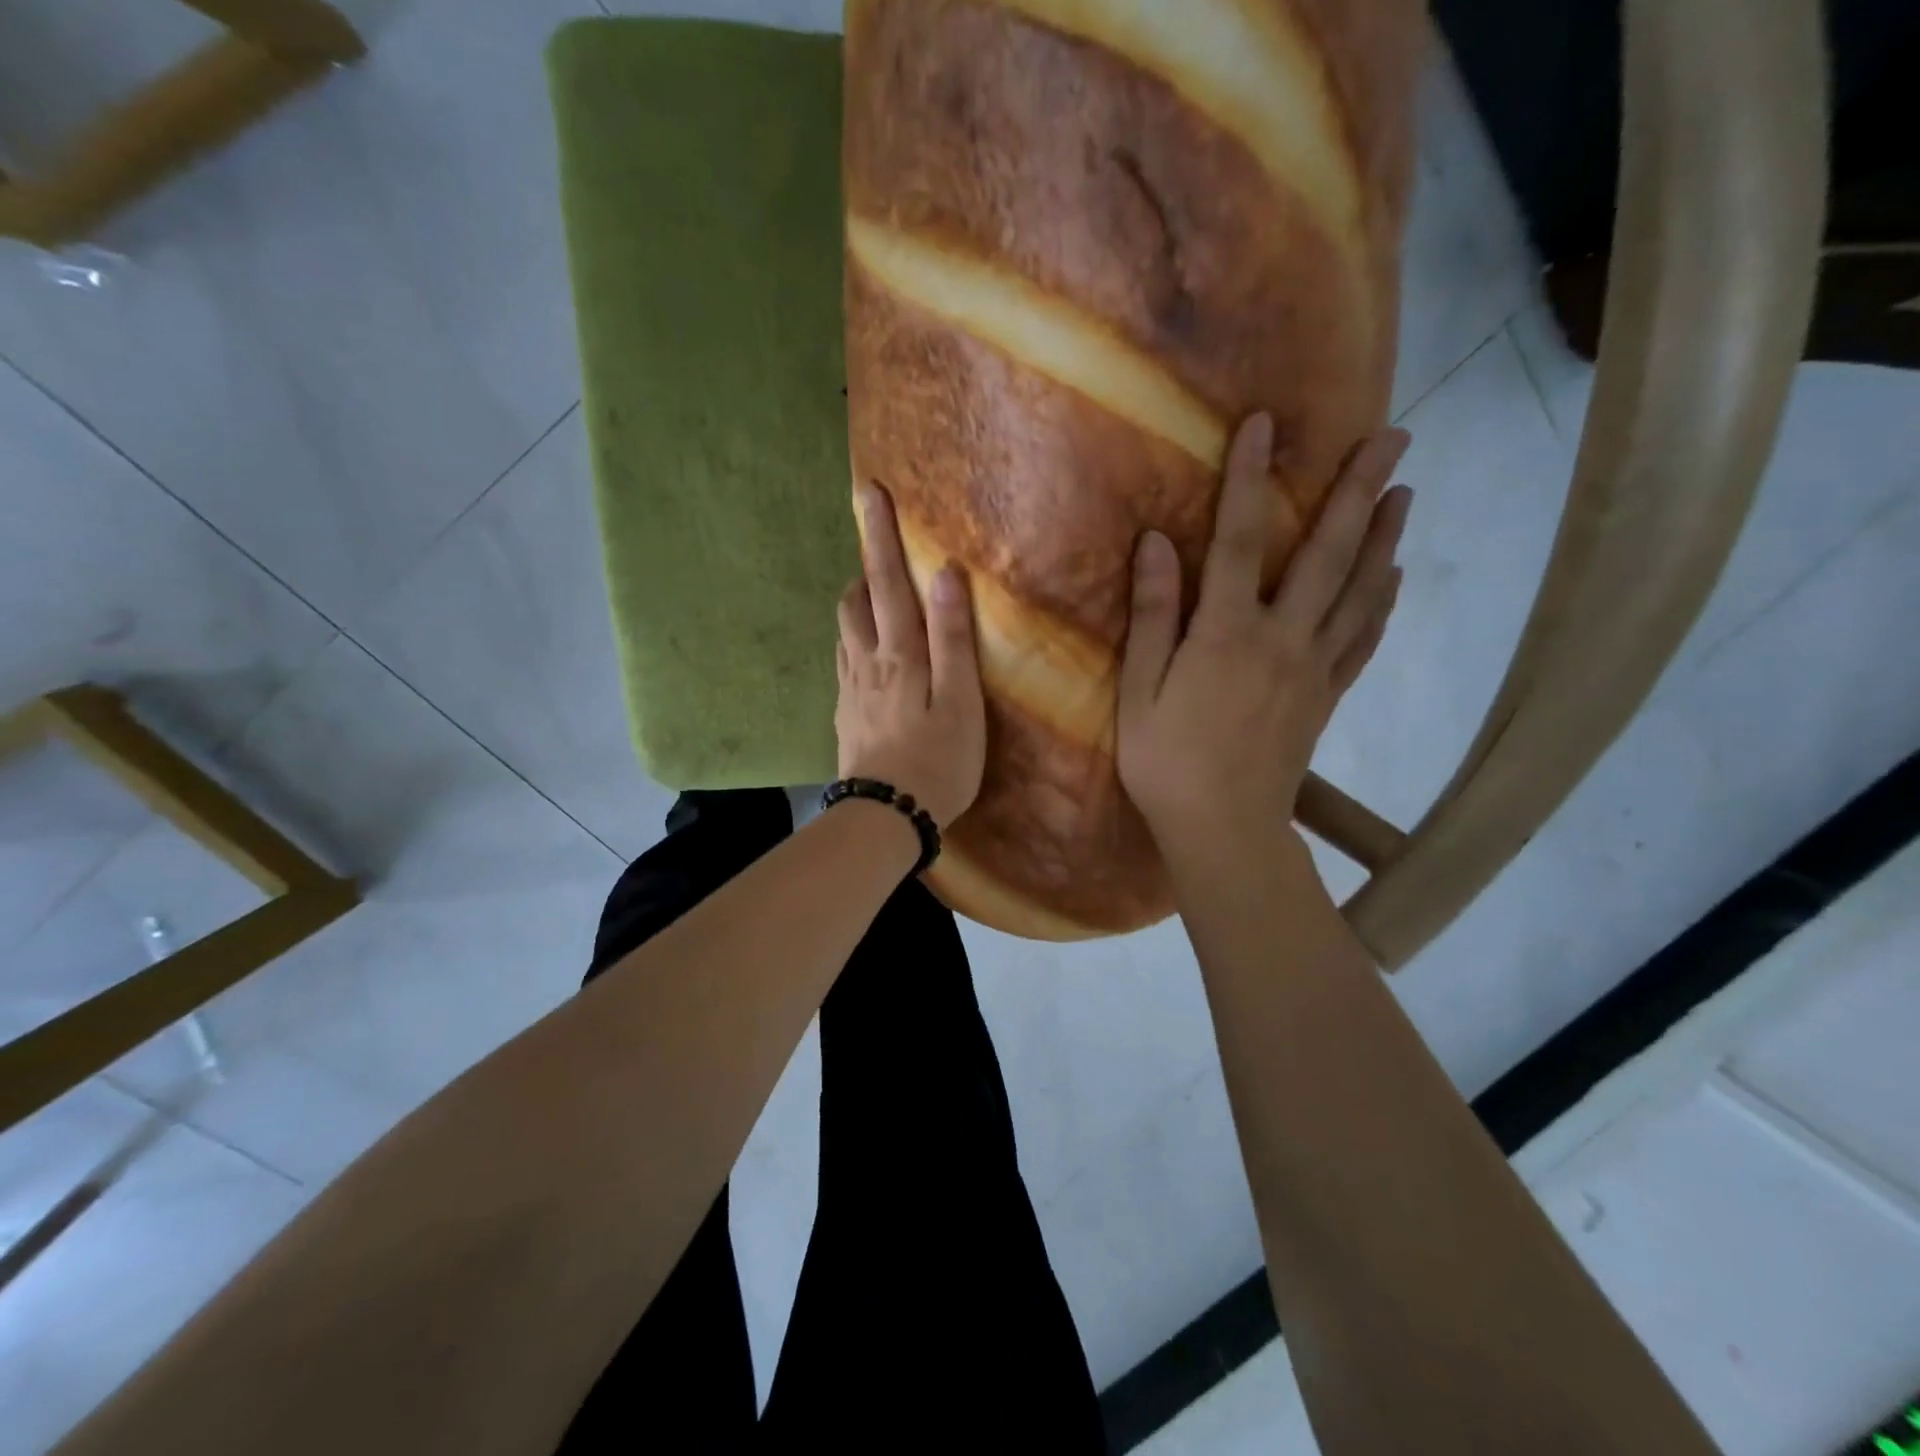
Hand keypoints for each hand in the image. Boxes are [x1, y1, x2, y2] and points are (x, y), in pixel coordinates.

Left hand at [835, 486, 986, 828]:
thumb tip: (945, 576)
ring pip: (844, 633)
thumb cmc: (936, 762)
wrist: (884, 818)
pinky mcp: (844, 717)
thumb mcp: (960, 702)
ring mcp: (848, 691)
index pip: (887, 582)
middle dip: (864, 572)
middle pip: (853, 603)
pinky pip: (844, 664)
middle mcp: (865, 663)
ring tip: (878, 604)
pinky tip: (870, 661)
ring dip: (857, 608)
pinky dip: (855, 644)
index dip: (879, 537)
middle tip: (883, 560)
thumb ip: (952, 640)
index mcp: (898, 654)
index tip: (869, 493)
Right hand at [1116, 414, 1412, 868]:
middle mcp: (1281, 638)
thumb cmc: (1167, 762)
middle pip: (1327, 554)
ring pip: (1359, 592)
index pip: (1241, 540)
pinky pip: (1362, 640)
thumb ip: (1152, 617)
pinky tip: (1393, 578)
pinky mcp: (1327, 696)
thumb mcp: (1140, 692)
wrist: (1224, 829)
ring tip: (1407, 492)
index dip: (1251, 479)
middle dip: (1359, 491)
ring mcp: (1313, 668)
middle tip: (1393, 438)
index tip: (1266, 423)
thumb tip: (1158, 545)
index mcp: (1227, 634)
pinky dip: (1382, 603)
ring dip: (1385, 537)